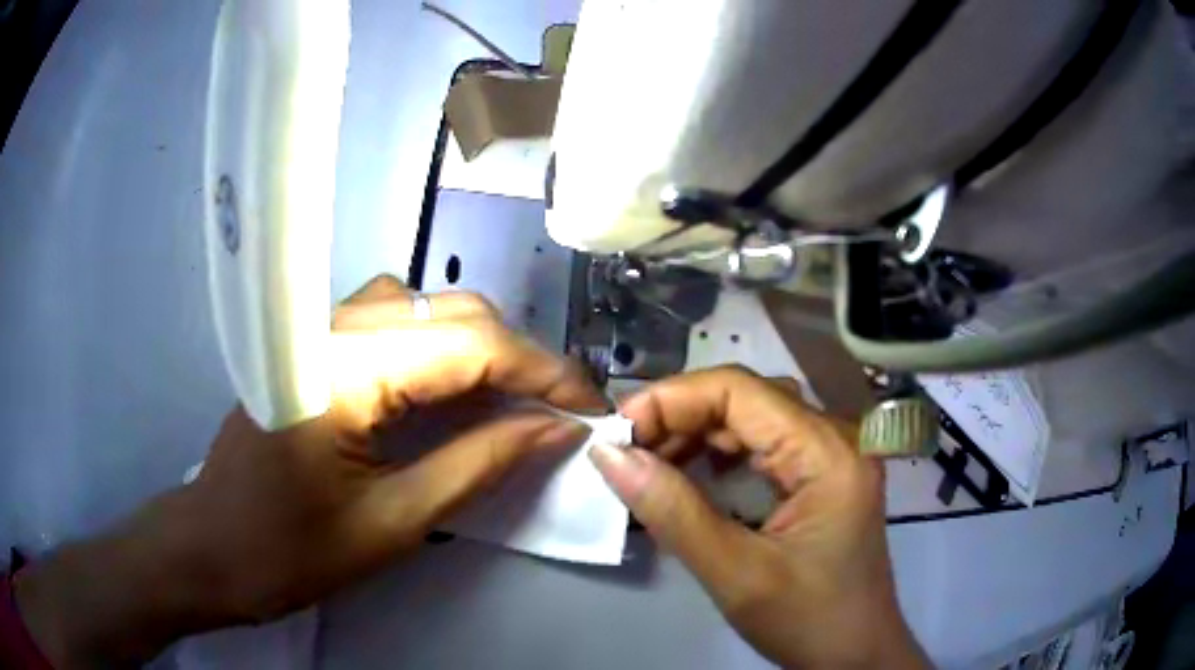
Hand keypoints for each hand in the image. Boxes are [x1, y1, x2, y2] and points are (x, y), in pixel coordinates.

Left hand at [14, 276, 601, 667]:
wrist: (209, 547)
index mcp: (345, 369)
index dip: (542, 371)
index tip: (589, 408)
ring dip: (478, 351)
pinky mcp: (312, 347)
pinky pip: (393, 326)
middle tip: (556, 413)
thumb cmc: (287, 552)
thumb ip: (476, 467)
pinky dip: (437, 353)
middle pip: (451, 313)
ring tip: (510, 405)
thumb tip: (552, 431)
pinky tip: (449, 395)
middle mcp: (331, 328)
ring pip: (424, 311)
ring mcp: (318, 331)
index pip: (470, 341)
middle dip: (518, 360)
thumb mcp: (392, 524)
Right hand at [589, 366, 927, 668]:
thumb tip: (611, 455)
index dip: (672, 399)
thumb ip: (673, 512)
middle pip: (745, 398)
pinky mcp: (822, 475)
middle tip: (624, 453)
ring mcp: (831, 454)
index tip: (617, 433)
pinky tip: (689, 474)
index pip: (739, 390)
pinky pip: (763, 445)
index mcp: (828, 451)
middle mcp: (835, 437)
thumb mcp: (736, 575)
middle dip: (679, 418)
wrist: (856, 654)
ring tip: (647, 464)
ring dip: (695, 435)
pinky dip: (719, 454)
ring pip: (752, 419)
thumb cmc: (808, 621)